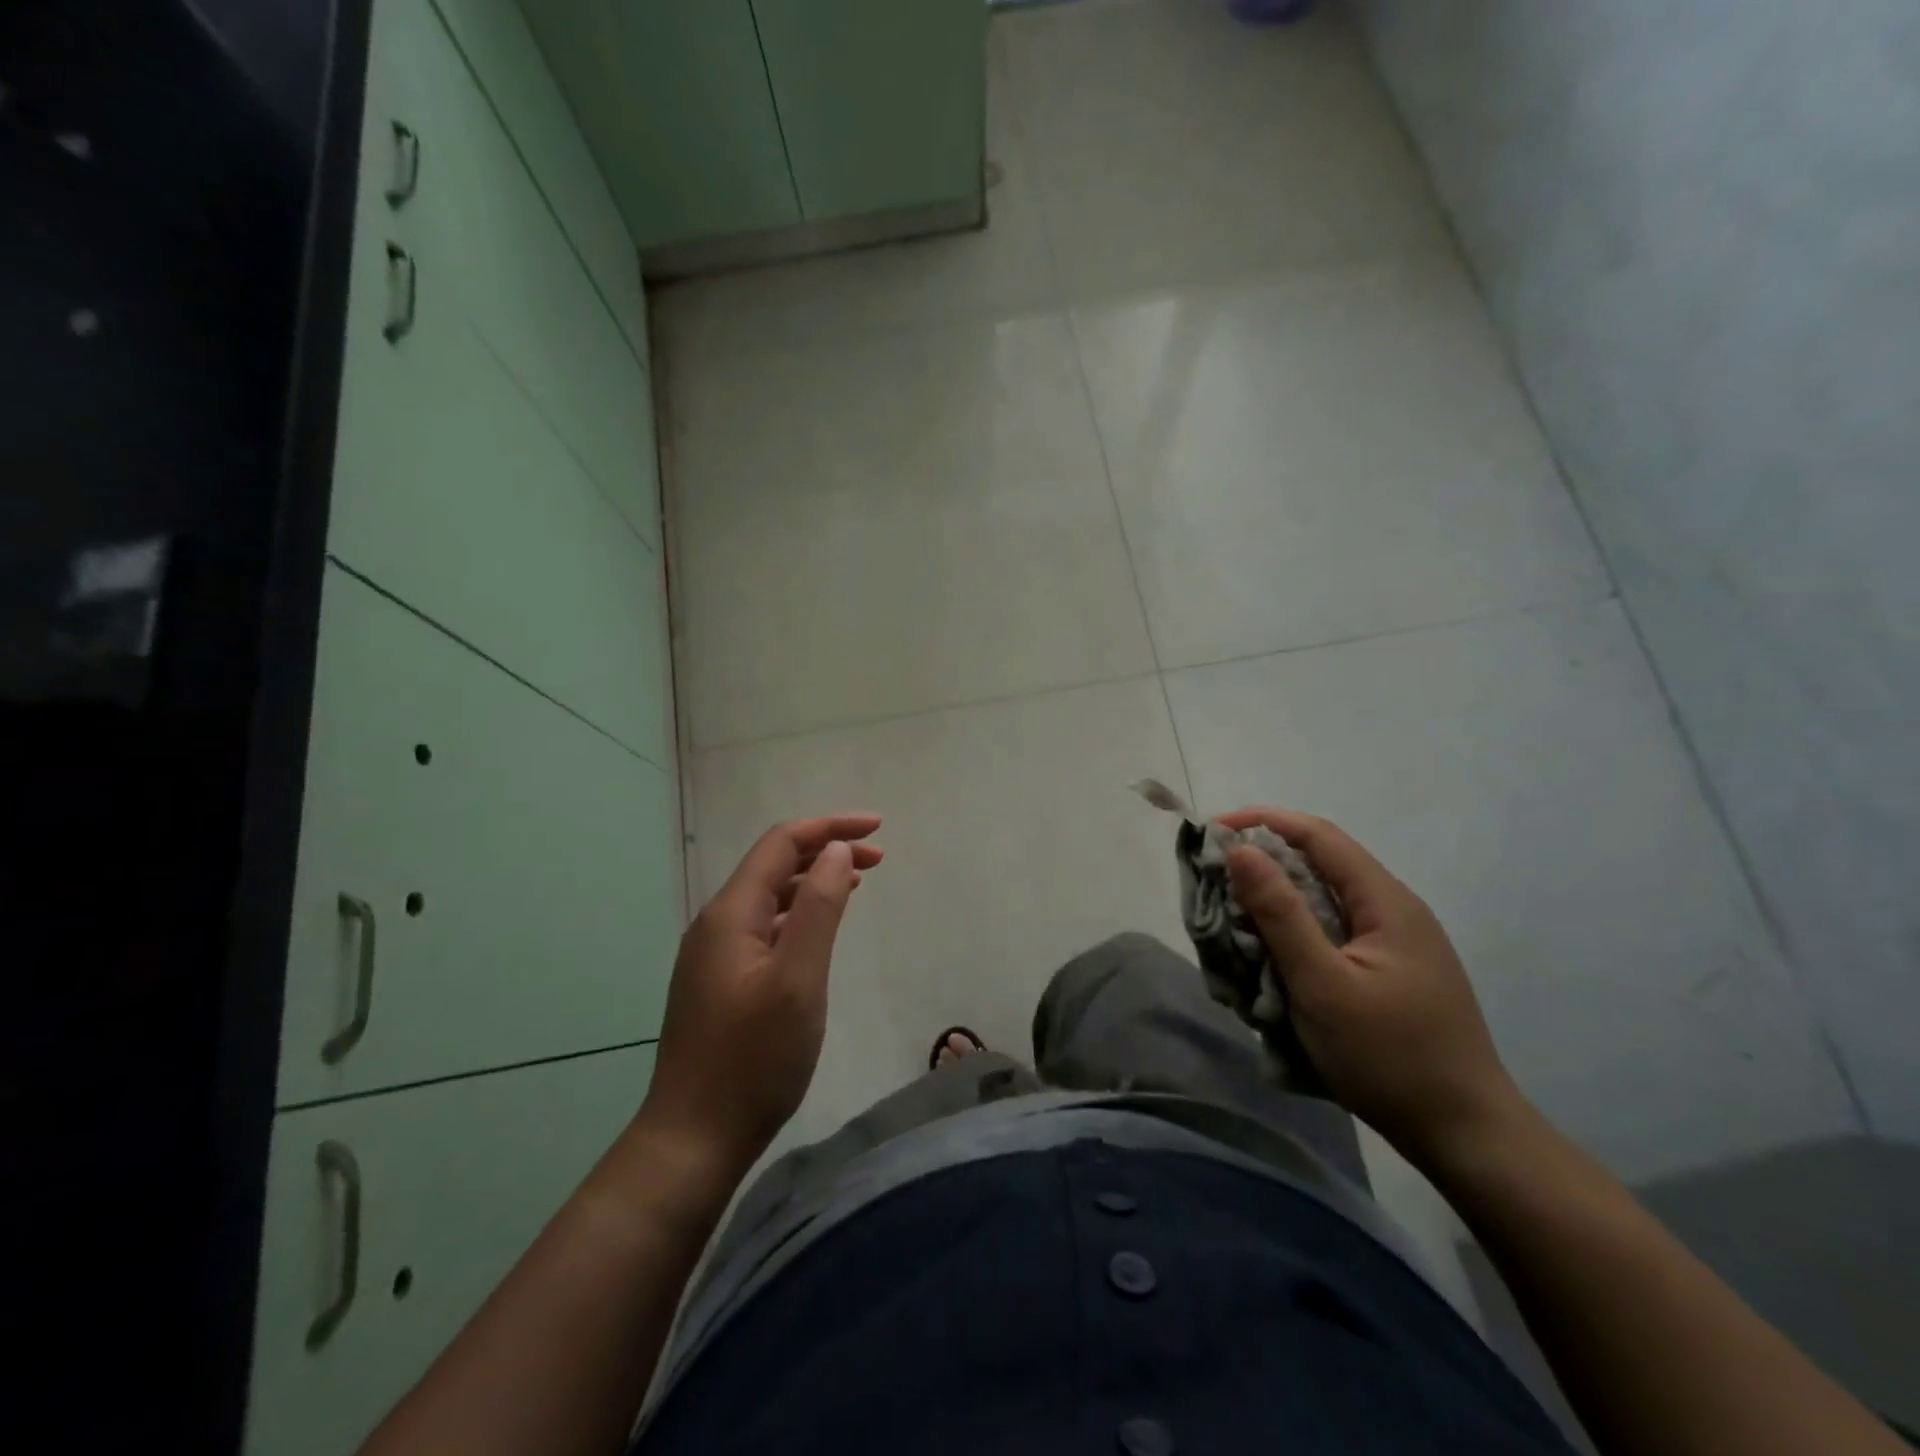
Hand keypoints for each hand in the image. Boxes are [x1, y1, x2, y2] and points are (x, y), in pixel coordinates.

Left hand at [639, 814, 882, 1176]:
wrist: (694, 1138)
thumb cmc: (753, 1059)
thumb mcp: (798, 979)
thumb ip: (819, 909)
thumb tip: (836, 851)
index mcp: (731, 913)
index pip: (782, 843)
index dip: (829, 827)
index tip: (877, 828)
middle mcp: (717, 923)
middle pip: (775, 864)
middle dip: (827, 850)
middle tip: (879, 857)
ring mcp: (715, 953)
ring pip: (770, 896)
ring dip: (815, 880)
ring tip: (858, 881)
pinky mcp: (722, 980)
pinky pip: (765, 925)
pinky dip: (799, 912)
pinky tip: (820, 926)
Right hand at [1217, 807, 1526, 1168]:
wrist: (1467, 1137)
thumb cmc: (1390, 1057)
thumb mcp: (1322, 985)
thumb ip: (1281, 914)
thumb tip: (1241, 850)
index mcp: (1387, 902)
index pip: (1320, 836)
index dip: (1264, 822)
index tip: (1213, 831)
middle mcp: (1395, 910)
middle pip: (1322, 864)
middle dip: (1264, 863)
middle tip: (1214, 881)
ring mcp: (1396, 943)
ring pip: (1325, 900)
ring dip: (1277, 901)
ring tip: (1234, 918)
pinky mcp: (1390, 972)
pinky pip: (1333, 931)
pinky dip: (1295, 931)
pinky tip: (1273, 956)